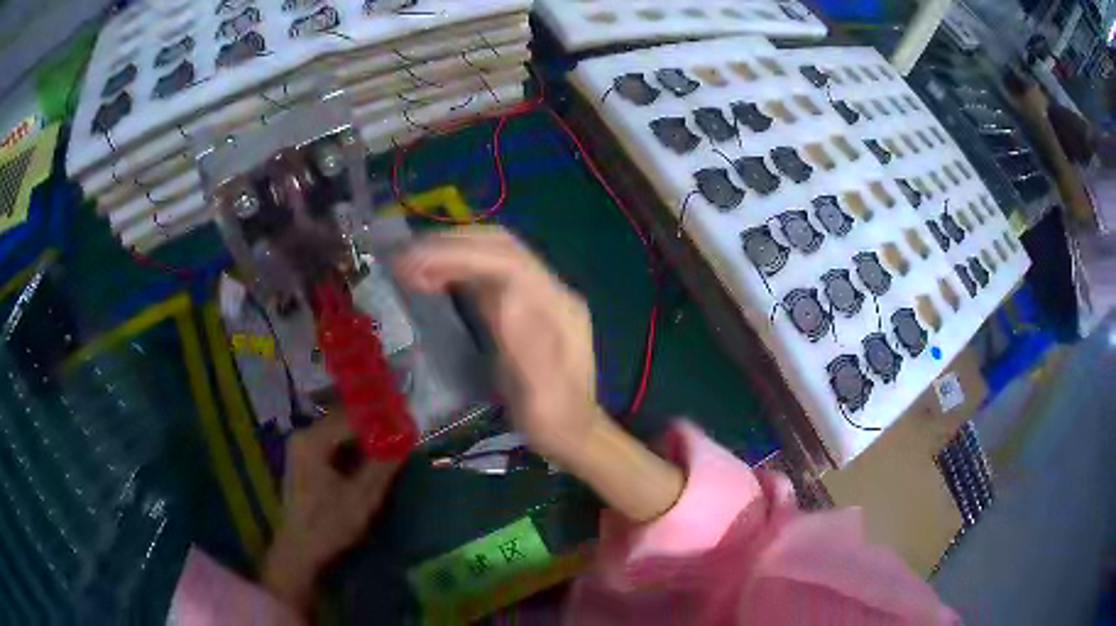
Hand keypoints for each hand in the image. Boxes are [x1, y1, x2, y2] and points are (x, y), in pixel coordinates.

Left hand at [262, 412, 400, 611]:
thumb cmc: (330, 524)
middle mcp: (303, 435)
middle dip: (373, 427)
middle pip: (344, 421)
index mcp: (313, 439)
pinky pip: (332, 444)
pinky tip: (369, 458)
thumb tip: (405, 437)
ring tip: (390, 445)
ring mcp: (301, 447)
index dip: (382, 419)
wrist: (300, 550)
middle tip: (401, 433)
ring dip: (363, 438)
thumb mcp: (362, 497)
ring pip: (339, 433)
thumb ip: (383, 464)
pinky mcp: (304, 460)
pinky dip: (352, 448)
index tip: (407, 424)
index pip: (353, 418)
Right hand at [395, 226, 604, 465]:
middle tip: (403, 260)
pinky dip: (456, 268)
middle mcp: (550, 292)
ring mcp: (538, 295)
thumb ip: (529, 348)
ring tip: (409, 265)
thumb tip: (507, 296)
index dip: (460, 255)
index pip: (509, 262)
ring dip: (450, 252)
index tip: (414, 265)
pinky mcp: (523, 305)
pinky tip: (431, 278)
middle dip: (450, 245)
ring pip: (493, 254)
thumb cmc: (554, 421)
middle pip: (501, 247)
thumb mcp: (543, 396)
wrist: (574, 433)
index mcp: (558, 308)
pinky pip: (487, 273)